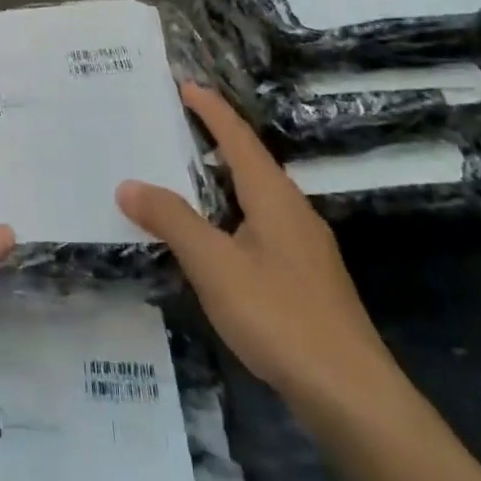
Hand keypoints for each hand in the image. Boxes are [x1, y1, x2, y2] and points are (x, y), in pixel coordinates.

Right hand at [117, 83, 400, 415]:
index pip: (239, 139)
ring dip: (220, 178)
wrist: (352, 396)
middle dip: (214, 139)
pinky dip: (228, 213)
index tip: (185, 84)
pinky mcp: (304, 278)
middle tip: (173, 124)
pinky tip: (212, 236)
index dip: (212, 110)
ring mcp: (303, 248)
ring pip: (255, 197)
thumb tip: (129, 183)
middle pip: (250, 162)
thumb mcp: (215, 265)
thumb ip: (172, 220)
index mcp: (274, 198)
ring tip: (182, 173)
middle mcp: (293, 213)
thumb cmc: (280, 317)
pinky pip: (258, 226)